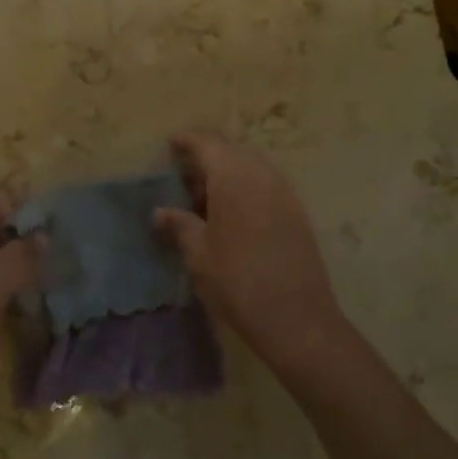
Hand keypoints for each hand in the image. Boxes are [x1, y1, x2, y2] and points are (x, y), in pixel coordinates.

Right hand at [155, 133, 350, 372]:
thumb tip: (160, 212)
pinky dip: (247, 187)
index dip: (188, 140)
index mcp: (233, 177)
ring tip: (207, 199)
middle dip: (208, 156)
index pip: (208, 143)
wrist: (297, 318)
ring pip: (252, 166)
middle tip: (185, 178)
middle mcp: (261, 174)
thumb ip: (180, 225)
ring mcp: (284, 192)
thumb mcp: (199, 254)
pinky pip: (267, 184)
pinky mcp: (297, 211)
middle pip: (231, 151)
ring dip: (229, 172)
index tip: (171, 144)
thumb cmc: (237, 282)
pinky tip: (234, 214)